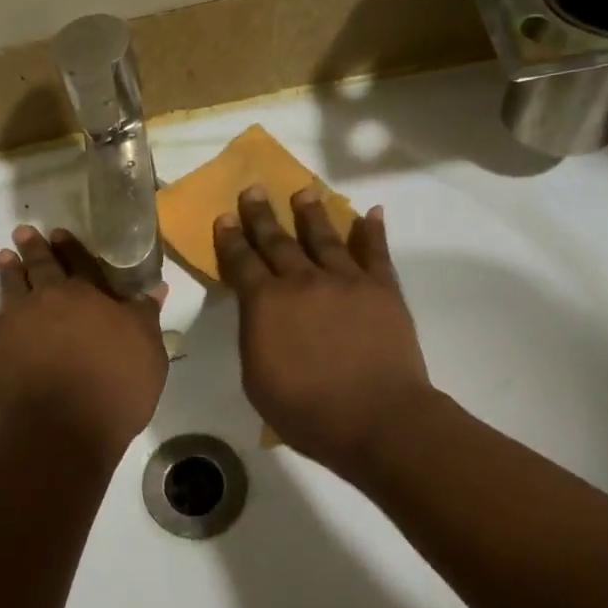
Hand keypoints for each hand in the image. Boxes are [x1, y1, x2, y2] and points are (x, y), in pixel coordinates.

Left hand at [0, 226, 167, 459]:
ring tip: (3, 254)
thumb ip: (145, 317)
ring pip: (10, 282)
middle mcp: (51, 297)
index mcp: (90, 296)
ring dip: (7, 267)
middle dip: (37, 248)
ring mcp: (17, 317)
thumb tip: (154, 288)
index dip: (73, 249)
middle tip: (26, 233)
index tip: (63, 235)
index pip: (83, 264)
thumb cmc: (116, 390)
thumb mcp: (148, 352)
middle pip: (44, 266)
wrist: (67, 426)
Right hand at [214, 186, 442, 480]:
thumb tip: (260, 313)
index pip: (241, 262)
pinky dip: (372, 231)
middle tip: (254, 190)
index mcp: (265, 303)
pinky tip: (371, 213)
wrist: (376, 418)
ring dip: (311, 213)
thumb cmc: (306, 411)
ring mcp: (346, 280)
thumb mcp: (257, 379)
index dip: (231, 239)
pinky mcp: (382, 288)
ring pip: (324, 237)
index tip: (225, 217)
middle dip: (262, 215)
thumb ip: (255, 337)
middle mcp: (302, 281)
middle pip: (278, 241)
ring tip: (304, 192)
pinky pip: (376, 252)